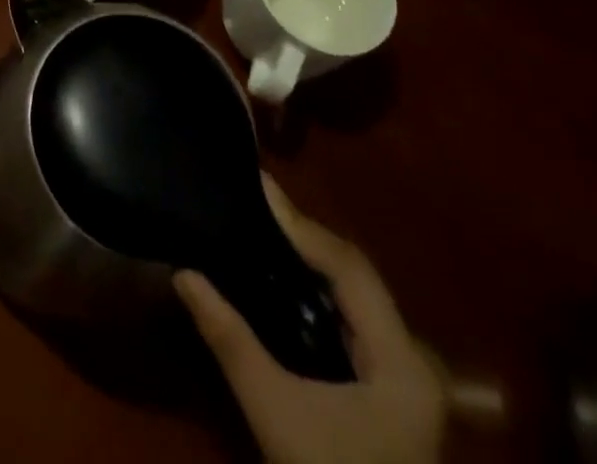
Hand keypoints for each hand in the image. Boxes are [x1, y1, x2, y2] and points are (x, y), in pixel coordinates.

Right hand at [176, 174, 445, 463]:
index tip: (260, 185)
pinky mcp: (392, 389)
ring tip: (266, 224)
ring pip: (358, 294)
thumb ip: (230, 339)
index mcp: (400, 360)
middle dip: (305, 234)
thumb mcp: (274, 411)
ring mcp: (408, 375)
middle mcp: (413, 357)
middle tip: (257, 200)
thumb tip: (183, 273)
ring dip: (313, 258)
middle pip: (356, 274)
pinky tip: (290, 276)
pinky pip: (356, 317)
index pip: (348, 267)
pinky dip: (322, 288)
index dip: (302, 224)